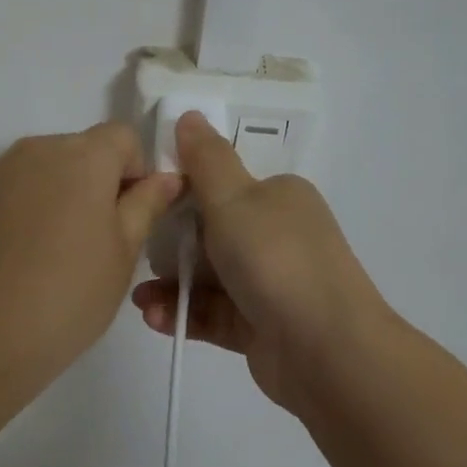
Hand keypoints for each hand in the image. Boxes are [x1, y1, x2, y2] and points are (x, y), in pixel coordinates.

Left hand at [0, 122, 181, 392]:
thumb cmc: (66, 297)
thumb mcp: (123, 255)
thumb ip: (146, 205)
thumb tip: (166, 178)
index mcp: (83, 157)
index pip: (123, 136)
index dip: (136, 171)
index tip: (131, 216)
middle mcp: (35, 150)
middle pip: (79, 150)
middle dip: (95, 182)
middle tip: (94, 241)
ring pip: (41, 170)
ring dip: (56, 195)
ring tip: (49, 254)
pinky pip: (7, 190)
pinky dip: (20, 210)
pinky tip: (14, 259)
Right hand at [131, 112, 393, 413]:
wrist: (327, 351)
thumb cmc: (276, 260)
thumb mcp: (234, 199)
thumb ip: (206, 160)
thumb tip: (190, 115)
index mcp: (278, 197)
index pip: (224, 184)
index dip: (183, 190)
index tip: (146, 202)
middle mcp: (277, 236)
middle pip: (211, 232)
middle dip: (171, 244)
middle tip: (139, 252)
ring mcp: (270, 284)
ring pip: (209, 277)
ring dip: (171, 284)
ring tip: (139, 297)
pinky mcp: (260, 326)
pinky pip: (213, 313)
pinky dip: (184, 312)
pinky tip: (153, 317)